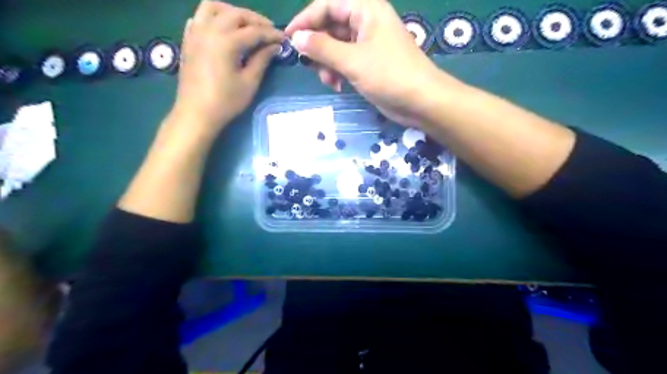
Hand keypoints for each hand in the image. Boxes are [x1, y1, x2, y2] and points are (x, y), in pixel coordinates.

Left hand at [171, 0, 279, 131]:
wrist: (196, 113)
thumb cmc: (226, 101)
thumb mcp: (249, 82)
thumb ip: (262, 60)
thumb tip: (274, 46)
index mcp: (226, 42)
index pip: (254, 31)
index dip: (271, 34)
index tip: (284, 39)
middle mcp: (209, 30)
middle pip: (235, 14)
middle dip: (255, 20)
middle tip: (270, 30)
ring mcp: (195, 33)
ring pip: (213, 7)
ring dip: (232, 12)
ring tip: (245, 24)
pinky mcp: (188, 40)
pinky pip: (199, 17)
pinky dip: (213, 17)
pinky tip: (222, 29)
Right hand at [283, 0, 465, 126]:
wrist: (421, 101)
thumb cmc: (389, 75)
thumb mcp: (352, 60)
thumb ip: (323, 48)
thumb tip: (297, 38)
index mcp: (366, 10)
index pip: (327, 5)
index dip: (306, 20)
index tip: (289, 39)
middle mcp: (366, 23)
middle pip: (331, 27)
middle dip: (318, 47)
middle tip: (309, 65)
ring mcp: (368, 44)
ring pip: (336, 47)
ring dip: (327, 64)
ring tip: (329, 81)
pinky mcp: (369, 64)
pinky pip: (345, 62)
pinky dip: (338, 72)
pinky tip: (338, 86)